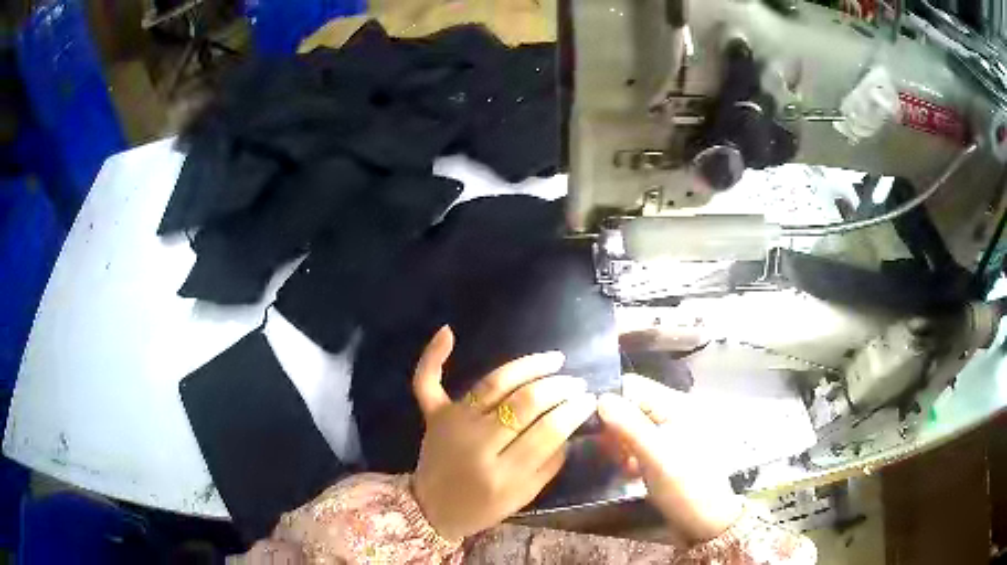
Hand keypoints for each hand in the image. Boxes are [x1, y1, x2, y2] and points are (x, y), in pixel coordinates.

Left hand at [411, 326, 597, 540]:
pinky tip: (448, 332)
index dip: (573, 410)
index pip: (548, 430)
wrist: (432, 509)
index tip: (589, 399)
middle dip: (558, 387)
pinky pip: (427, 381)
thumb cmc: (483, 507)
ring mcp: (452, 424)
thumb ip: (550, 463)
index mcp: (504, 473)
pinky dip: (433, 356)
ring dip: (528, 366)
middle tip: (576, 382)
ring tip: (554, 360)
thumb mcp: (526, 495)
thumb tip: (568, 425)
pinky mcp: (433, 415)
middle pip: (525, 402)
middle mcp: (477, 442)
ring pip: (494, 383)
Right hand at [597, 374, 743, 546]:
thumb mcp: (656, 457)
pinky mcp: (663, 452)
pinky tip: (627, 471)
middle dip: (612, 425)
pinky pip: (636, 443)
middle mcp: (671, 412)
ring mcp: (668, 433)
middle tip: (606, 450)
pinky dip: (627, 454)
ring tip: (620, 464)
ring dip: (618, 442)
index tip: (587, 420)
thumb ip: (629, 426)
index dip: (608, 398)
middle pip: (630, 404)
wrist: (706, 522)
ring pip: (630, 425)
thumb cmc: (685, 487)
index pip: (632, 385)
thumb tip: (600, 398)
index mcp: (676, 405)